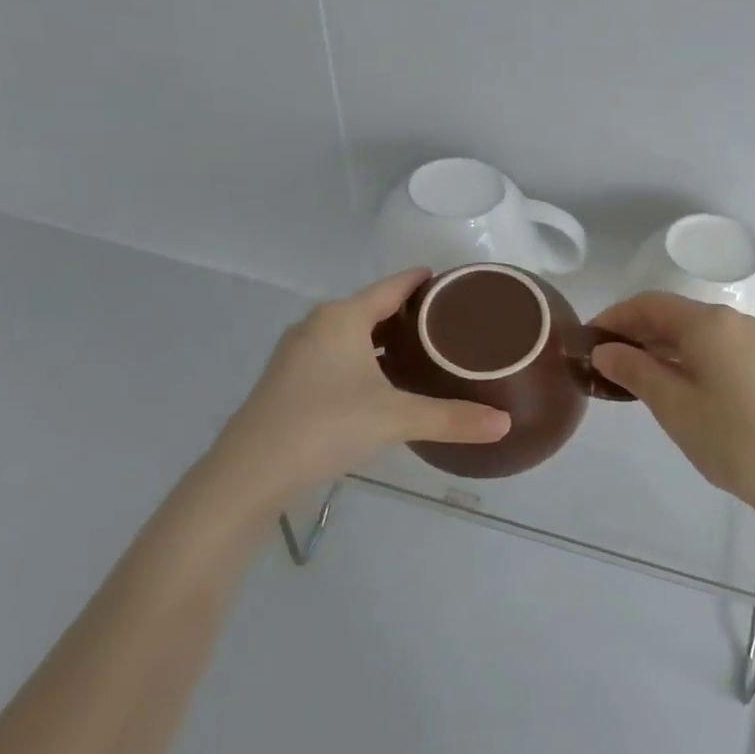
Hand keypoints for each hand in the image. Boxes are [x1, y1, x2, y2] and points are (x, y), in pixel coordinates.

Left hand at [202, 269, 510, 510]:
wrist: (249, 474)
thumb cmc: (325, 426)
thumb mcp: (395, 419)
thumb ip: (452, 418)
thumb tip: (505, 424)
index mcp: (342, 319)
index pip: (390, 287)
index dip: (419, 281)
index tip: (447, 279)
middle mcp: (317, 327)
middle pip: (370, 309)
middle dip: (406, 314)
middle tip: (447, 322)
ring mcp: (297, 355)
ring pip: (351, 336)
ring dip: (383, 340)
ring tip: (422, 350)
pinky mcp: (288, 383)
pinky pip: (336, 357)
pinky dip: (364, 360)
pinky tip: (382, 385)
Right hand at [588, 292, 754, 511]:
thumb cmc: (727, 435)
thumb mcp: (671, 403)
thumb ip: (633, 369)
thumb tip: (603, 351)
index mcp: (708, 322)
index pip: (649, 304)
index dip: (614, 317)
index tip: (586, 338)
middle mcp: (730, 320)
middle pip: (671, 314)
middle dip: (633, 331)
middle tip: (599, 358)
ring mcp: (747, 341)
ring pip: (690, 331)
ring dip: (655, 345)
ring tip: (623, 372)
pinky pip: (708, 347)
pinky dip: (679, 356)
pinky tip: (661, 380)